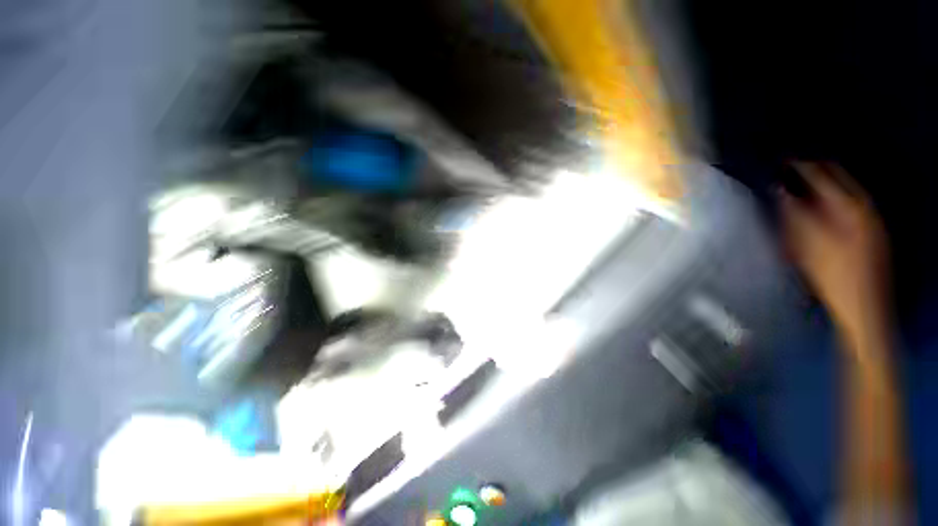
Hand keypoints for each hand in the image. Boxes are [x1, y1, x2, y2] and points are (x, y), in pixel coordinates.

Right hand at [781, 162, 890, 352]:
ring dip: (821, 184)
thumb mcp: (807, 244)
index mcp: (850, 205)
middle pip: (837, 176)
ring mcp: (870, 218)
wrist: (863, 306)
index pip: (821, 173)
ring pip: (842, 189)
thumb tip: (778, 190)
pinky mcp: (870, 230)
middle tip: (787, 169)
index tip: (778, 160)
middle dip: (812, 170)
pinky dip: (830, 199)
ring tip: (799, 184)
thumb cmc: (832, 275)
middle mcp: (863, 205)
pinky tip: (817, 205)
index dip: (799, 165)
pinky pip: (847, 203)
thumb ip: (792, 213)